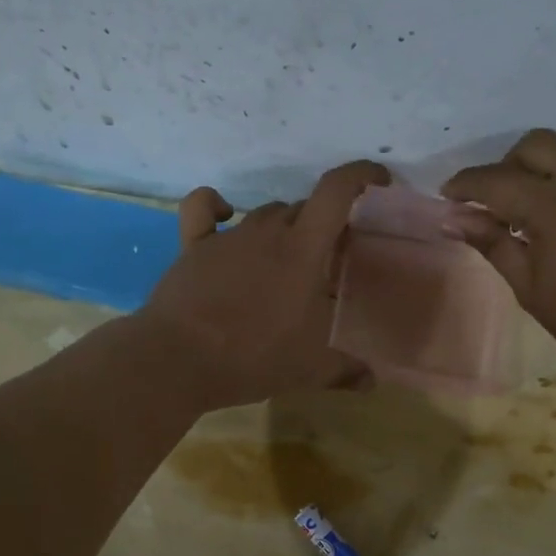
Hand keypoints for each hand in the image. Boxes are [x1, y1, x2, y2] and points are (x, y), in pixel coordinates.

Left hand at [138, 160, 390, 409]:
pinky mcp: (193, 246)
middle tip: (331, 256)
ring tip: (287, 259)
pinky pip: (203, 208)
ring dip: (283, 227)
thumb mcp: (308, 369)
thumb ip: (345, 370)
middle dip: (323, 224)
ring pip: (265, 213)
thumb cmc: (252, 356)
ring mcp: (227, 236)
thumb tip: (372, 381)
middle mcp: (267, 231)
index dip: (361, 175)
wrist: (177, 360)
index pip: (336, 192)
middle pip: (303, 208)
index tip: (379, 179)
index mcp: (302, 249)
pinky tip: (224, 214)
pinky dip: (216, 205)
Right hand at [443, 130, 555, 383]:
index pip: (497, 179)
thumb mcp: (534, 291)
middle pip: (539, 144)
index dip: (466, 184)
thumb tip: (455, 219)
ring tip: (552, 223)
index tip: (451, 195)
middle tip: (503, 202)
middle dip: (510, 165)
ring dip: (553, 179)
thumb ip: (494, 245)